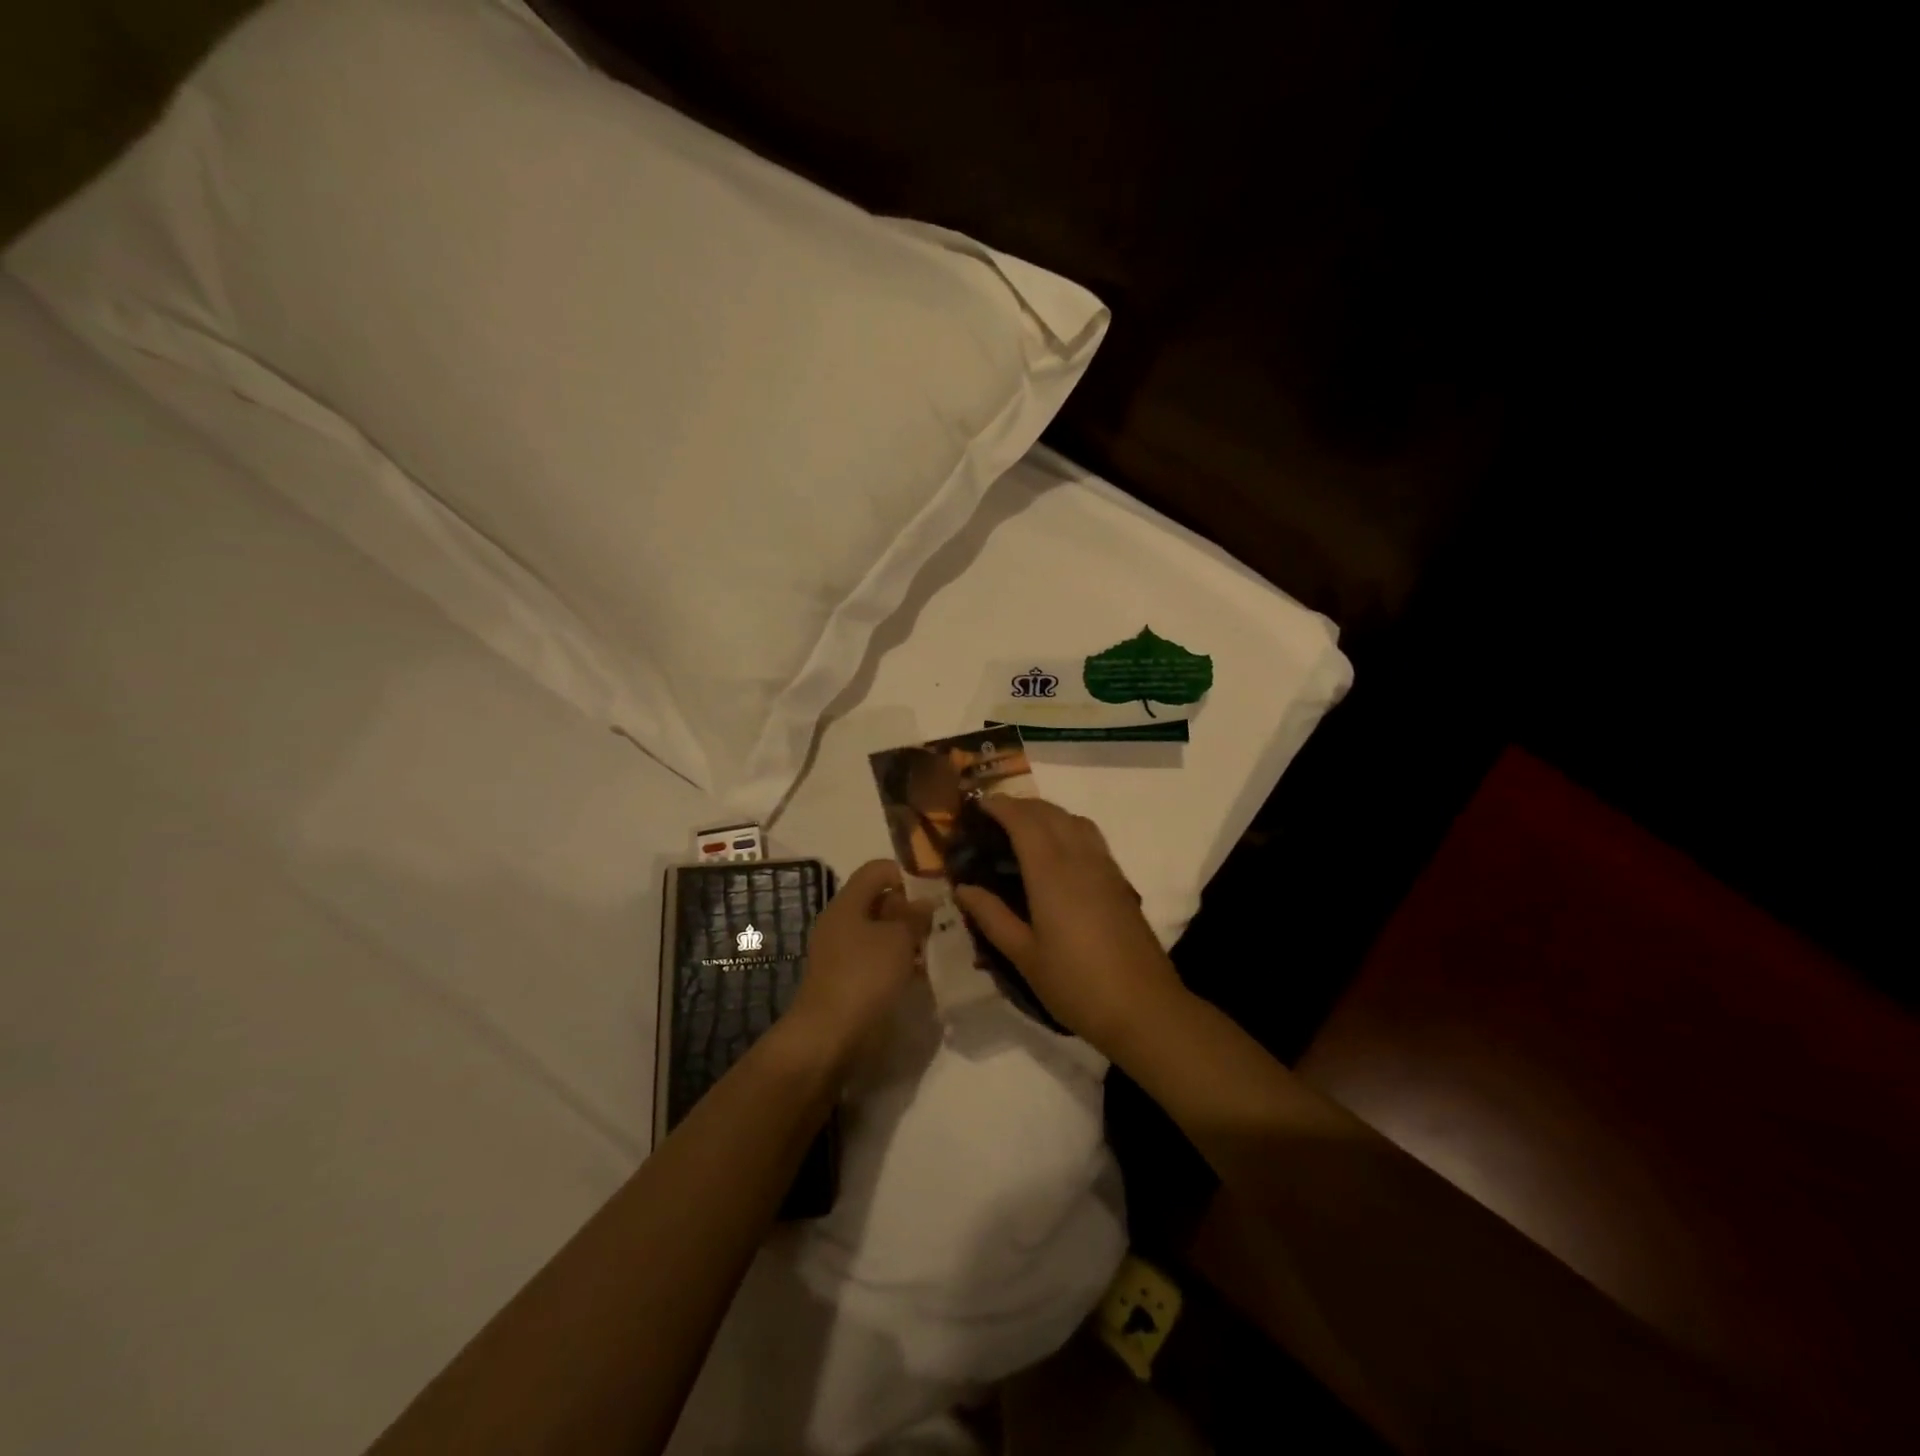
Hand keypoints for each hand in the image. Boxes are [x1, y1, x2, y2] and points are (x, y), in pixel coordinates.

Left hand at [783, 859, 930, 1066]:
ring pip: (880, 933)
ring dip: (906, 938)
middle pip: (878, 901)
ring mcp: (841, 953)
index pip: (877, 870)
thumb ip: (915, 916)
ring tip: (935, 948)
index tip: (934, 890)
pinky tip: (919, 974)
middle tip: (940, 922)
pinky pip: (876, 959)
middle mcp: (841, 922)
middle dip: (910, 908)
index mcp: (847, 903)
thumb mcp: (898, 939)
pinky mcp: (846, 980)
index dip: (906, 873)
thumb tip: (925, 901)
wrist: (828, 1036)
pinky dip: (897, 962)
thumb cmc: (864, 976)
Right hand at [952, 797, 1188, 1056]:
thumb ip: (992, 917)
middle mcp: (1080, 859)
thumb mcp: (1025, 956)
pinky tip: (1057, 853)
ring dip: (1047, 813)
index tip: (976, 806)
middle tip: (993, 817)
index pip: (1024, 821)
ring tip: (1023, 829)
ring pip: (1074, 820)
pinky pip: (1090, 836)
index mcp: (1051, 873)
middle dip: (1020, 805)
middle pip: (1050, 812)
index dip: (1000, 806)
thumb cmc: (1076, 984)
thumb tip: (963, 888)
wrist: (1143, 1007)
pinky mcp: (1119, 881)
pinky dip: (1068, 827)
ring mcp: (1104, 867)